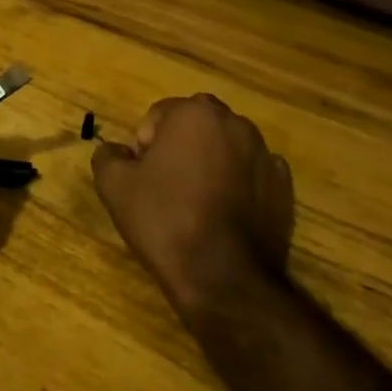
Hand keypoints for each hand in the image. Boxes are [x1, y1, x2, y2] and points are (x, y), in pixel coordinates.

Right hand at [92, 94, 293, 318]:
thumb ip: (107, 156)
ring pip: (226, 147)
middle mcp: (235, 124)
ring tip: (195, 202)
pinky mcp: (284, 187)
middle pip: (196, 125)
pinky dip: (238, 184)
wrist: (223, 276)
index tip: (140, 177)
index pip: (159, 115)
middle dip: (179, 146)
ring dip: (209, 162)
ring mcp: (265, 155)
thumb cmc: (165, 220)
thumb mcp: (114, 186)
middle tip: (164, 185)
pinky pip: (251, 173)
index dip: (143, 145)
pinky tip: (224, 214)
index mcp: (194, 114)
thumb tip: (115, 151)